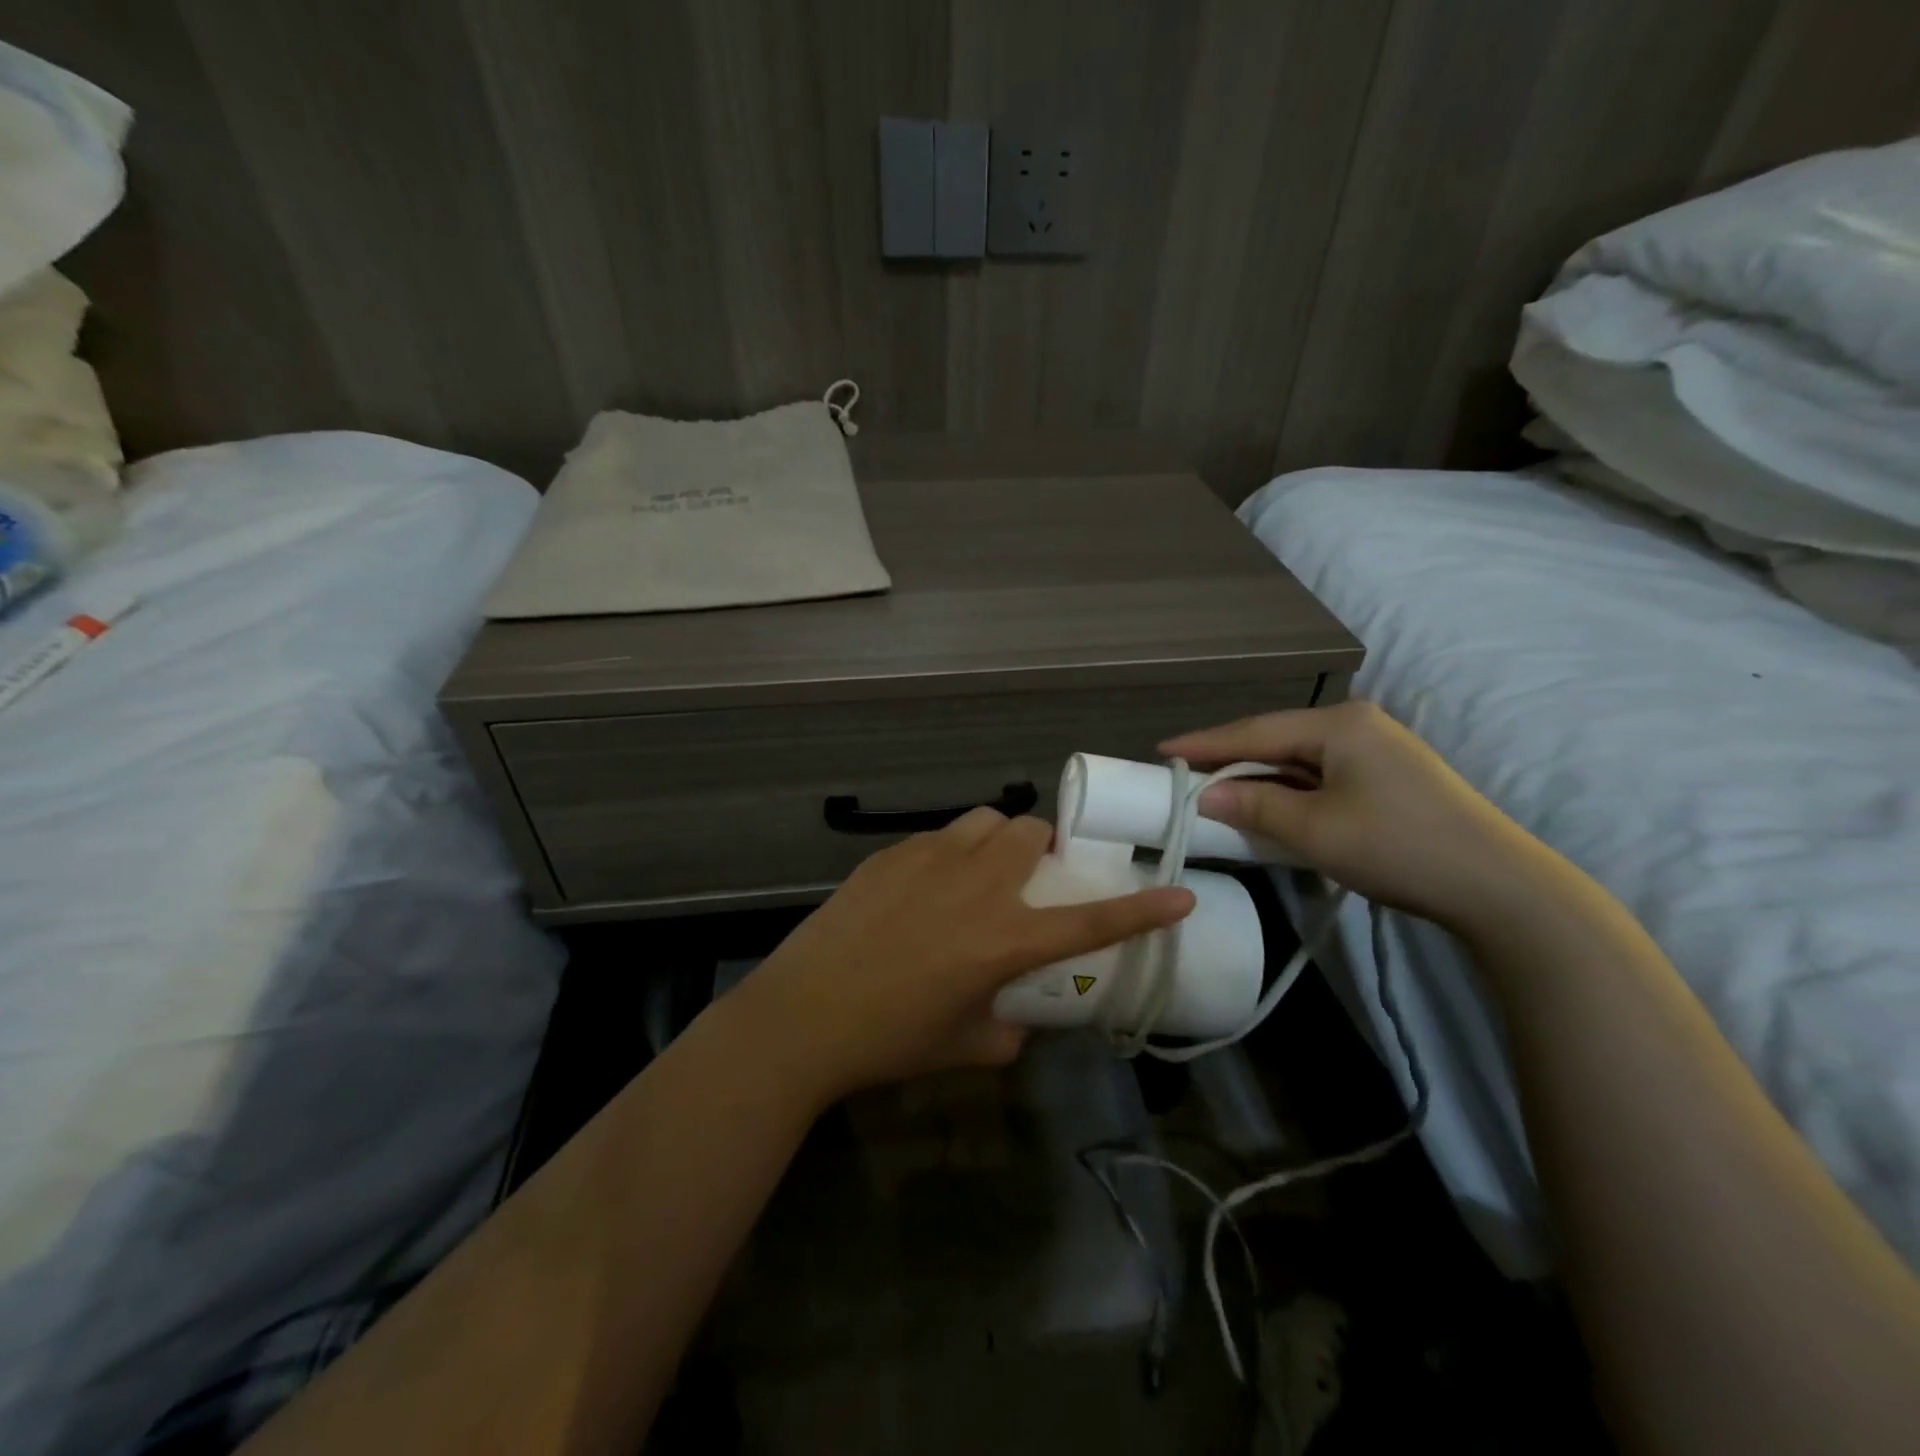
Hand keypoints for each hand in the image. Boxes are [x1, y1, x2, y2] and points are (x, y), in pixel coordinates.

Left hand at [731, 809, 1193, 1103]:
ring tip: (981, 871)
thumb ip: (1006, 1030)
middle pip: (1031, 832)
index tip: (1178, 893)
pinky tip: (924, 887)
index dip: (1141, 909)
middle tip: (1029, 878)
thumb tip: (1016, 1018)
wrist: (804, 1016)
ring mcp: (930, 860)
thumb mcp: (965, 1046)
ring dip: (998, 839)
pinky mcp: (891, 855)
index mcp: (1004, 940)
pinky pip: (938, 836)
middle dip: (1043, 848)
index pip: (1089, 920)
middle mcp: (976, 886)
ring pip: (985, 820)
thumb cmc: (890, 1040)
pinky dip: (950, 852)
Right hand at [1161, 700, 1546, 930]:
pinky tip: (1270, 804)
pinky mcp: (1389, 776)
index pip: (1254, 730)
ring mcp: (1378, 749)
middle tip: (1185, 773)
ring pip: (1299, 759)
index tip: (1161, 750)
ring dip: (1260, 777)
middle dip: (1230, 759)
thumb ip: (1254, 806)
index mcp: (1339, 724)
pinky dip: (1289, 790)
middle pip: (1276, 739)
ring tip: (1217, 790)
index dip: (1205, 743)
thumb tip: (1205, 796)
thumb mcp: (1314, 830)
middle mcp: (1357, 724)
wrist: (1499, 886)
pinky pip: (1321, 775)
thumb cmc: (1397, 847)